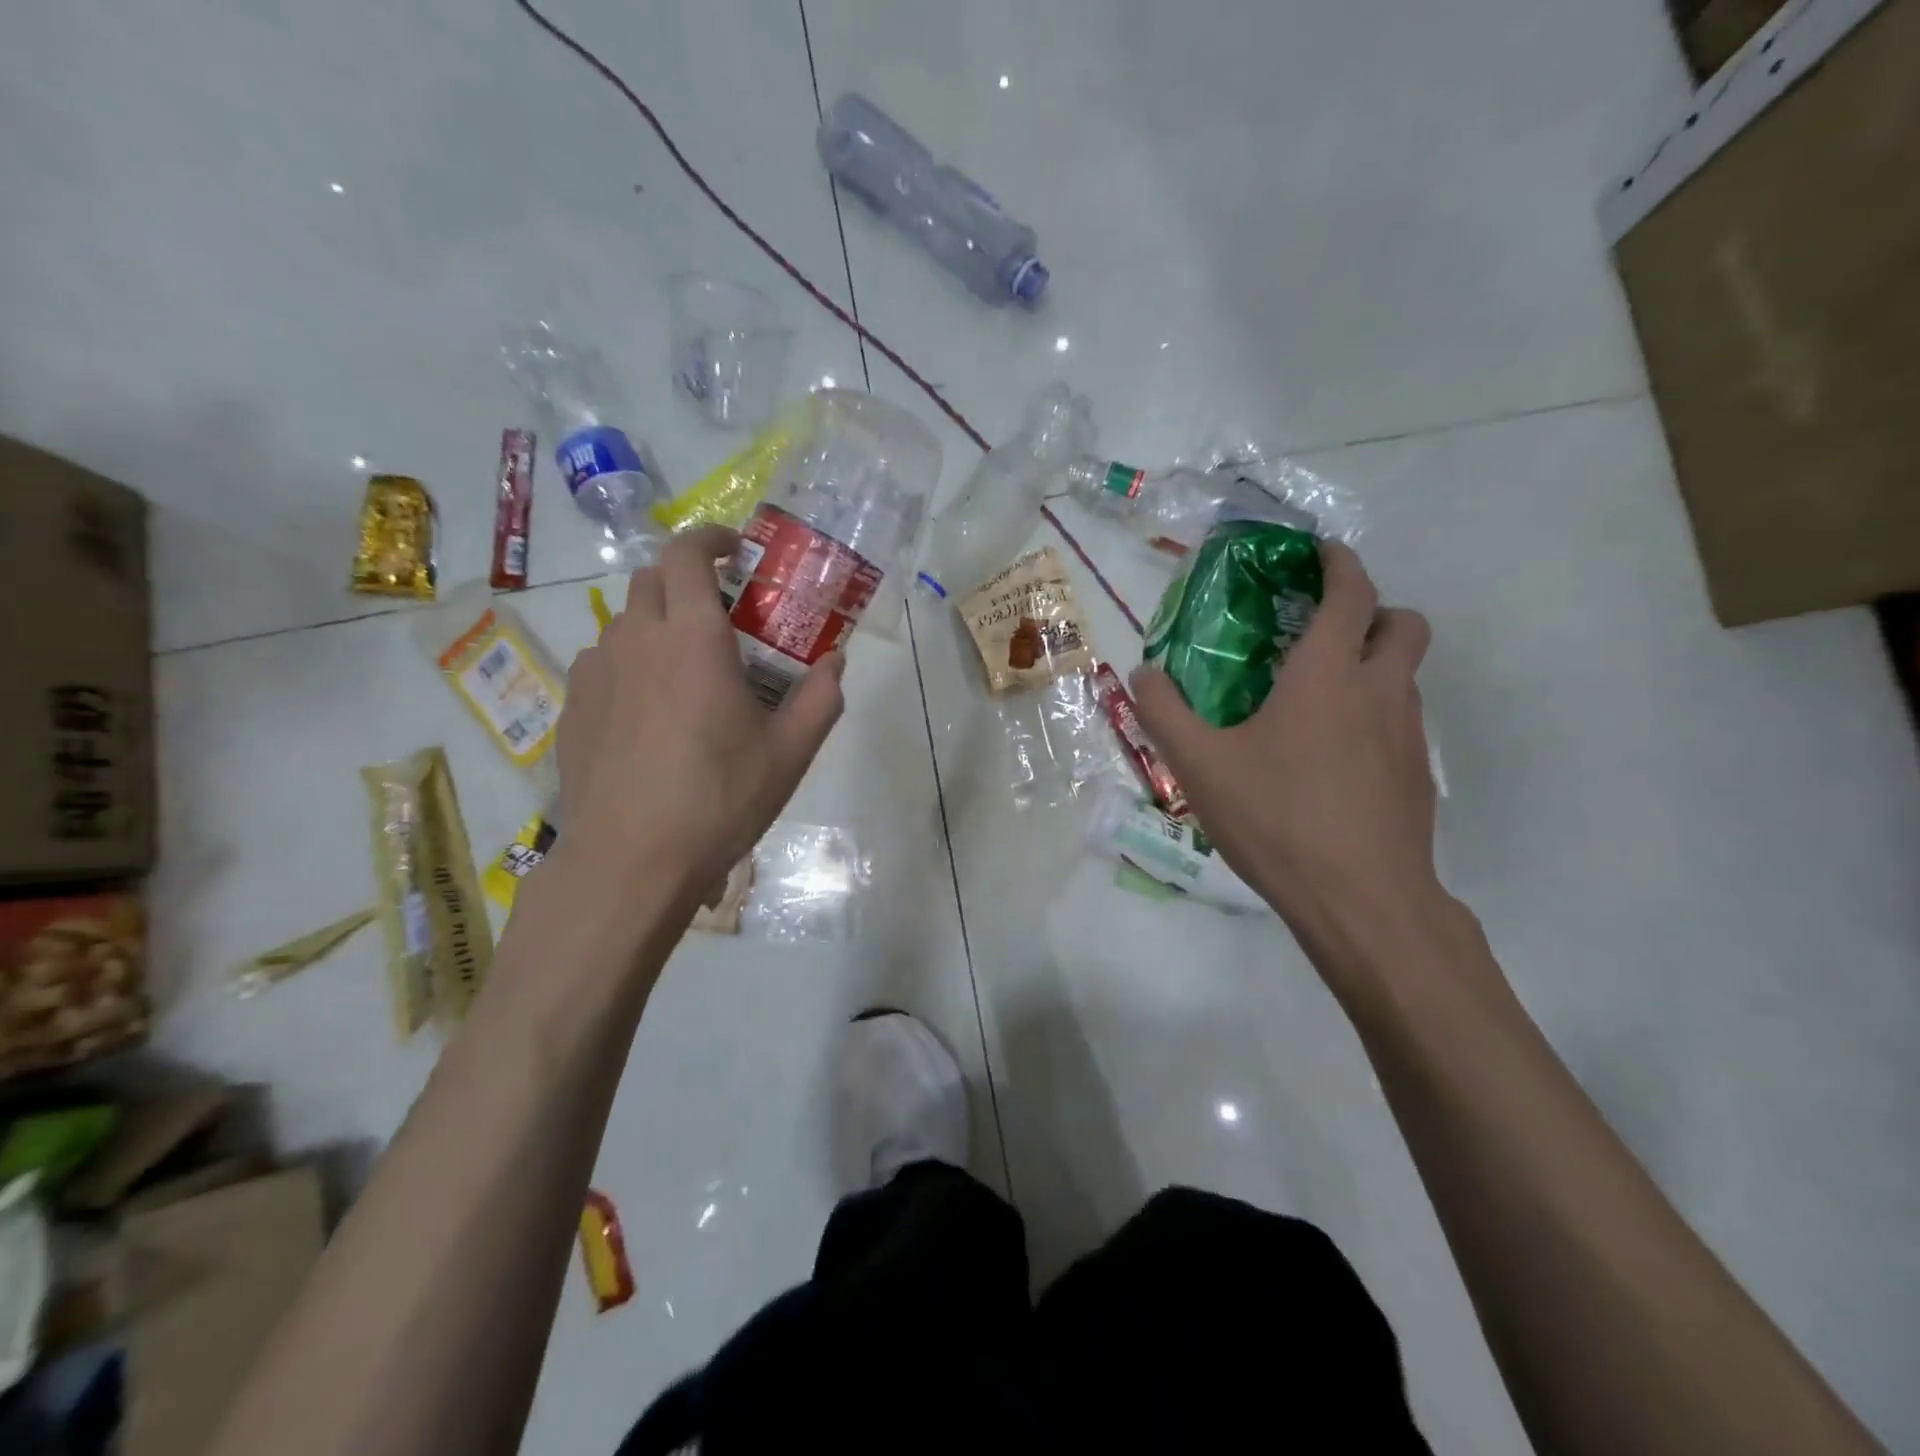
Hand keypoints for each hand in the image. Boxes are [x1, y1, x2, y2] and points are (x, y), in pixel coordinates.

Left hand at [555, 525, 844, 911]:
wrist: (629, 861)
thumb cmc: (718, 799)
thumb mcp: (789, 753)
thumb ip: (821, 698)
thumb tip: (834, 661)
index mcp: (693, 638)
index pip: (686, 553)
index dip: (710, 540)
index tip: (735, 554)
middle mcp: (637, 638)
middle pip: (653, 579)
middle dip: (688, 582)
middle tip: (722, 618)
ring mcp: (595, 671)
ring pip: (626, 622)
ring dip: (659, 627)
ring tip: (687, 675)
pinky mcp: (573, 706)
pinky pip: (604, 664)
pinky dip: (631, 667)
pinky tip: (650, 716)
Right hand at [1130, 542, 1444, 984]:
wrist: (1361, 901)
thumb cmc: (1277, 817)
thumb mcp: (1200, 764)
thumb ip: (1164, 712)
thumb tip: (1142, 674)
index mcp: (1328, 673)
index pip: (1351, 591)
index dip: (1338, 562)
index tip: (1318, 553)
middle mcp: (1380, 690)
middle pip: (1403, 624)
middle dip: (1372, 611)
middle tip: (1324, 632)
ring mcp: (1409, 734)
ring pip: (1406, 675)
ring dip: (1374, 666)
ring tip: (1318, 700)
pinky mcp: (1416, 776)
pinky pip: (1402, 722)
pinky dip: (1376, 715)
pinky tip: (1332, 759)